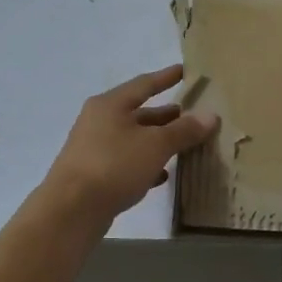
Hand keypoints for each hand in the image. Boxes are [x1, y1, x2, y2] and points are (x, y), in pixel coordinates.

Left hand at [42, 65, 219, 220]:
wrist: (71, 210)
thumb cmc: (113, 165)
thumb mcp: (155, 145)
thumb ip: (183, 130)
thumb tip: (210, 115)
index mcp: (110, 104)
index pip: (144, 84)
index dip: (166, 78)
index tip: (184, 71)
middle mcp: (99, 122)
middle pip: (138, 113)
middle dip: (165, 114)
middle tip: (192, 114)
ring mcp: (94, 149)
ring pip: (133, 139)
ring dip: (157, 141)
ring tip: (184, 144)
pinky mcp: (94, 175)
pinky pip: (126, 163)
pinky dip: (146, 165)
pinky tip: (164, 175)